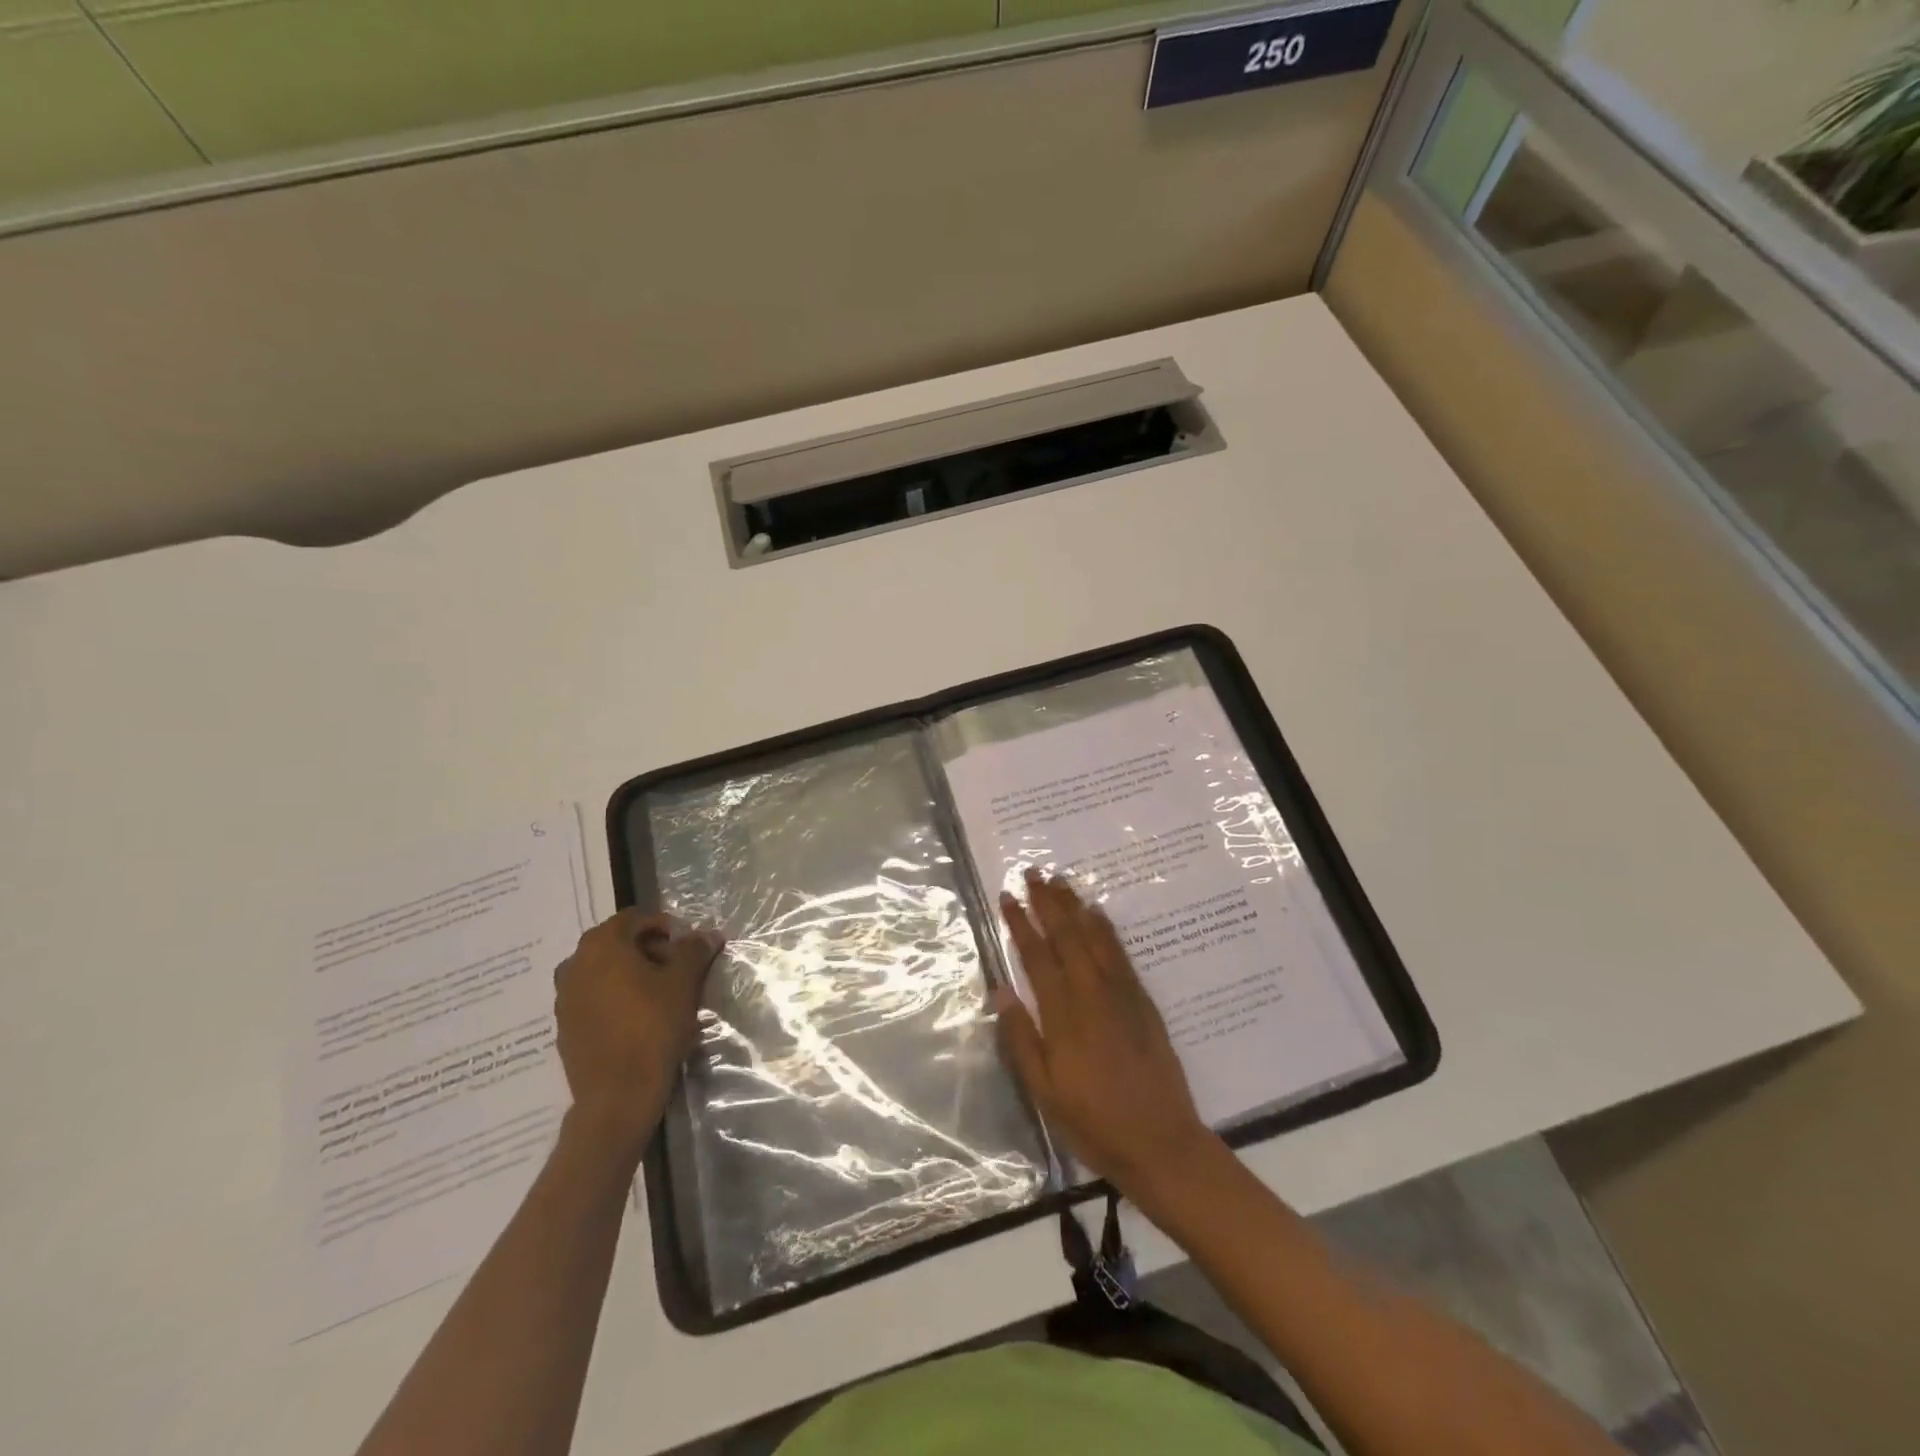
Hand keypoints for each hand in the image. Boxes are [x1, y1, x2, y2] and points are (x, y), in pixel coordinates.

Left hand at [553, 909, 723, 1155]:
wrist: (617, 1095)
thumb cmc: (652, 1027)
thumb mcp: (684, 982)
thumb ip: (695, 950)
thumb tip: (708, 934)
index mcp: (601, 945)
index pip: (635, 918)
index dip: (665, 926)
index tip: (687, 947)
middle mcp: (574, 964)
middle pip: (617, 943)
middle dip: (649, 950)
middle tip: (678, 970)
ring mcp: (564, 998)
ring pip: (604, 972)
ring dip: (632, 974)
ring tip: (661, 995)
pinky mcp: (564, 1027)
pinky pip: (594, 998)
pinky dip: (616, 998)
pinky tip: (639, 1019)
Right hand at [995, 869, 1216, 1202]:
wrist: (1161, 1141)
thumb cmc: (1094, 1122)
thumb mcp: (1044, 1091)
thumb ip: (1022, 1038)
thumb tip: (1001, 990)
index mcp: (1063, 1015)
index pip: (1037, 956)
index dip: (1020, 923)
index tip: (1007, 896)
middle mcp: (1091, 994)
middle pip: (1066, 936)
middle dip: (1046, 902)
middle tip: (1033, 872)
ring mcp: (1121, 994)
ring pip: (1093, 937)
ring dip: (1074, 906)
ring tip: (1059, 880)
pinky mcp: (1143, 1001)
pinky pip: (1120, 953)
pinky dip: (1106, 928)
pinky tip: (1097, 913)